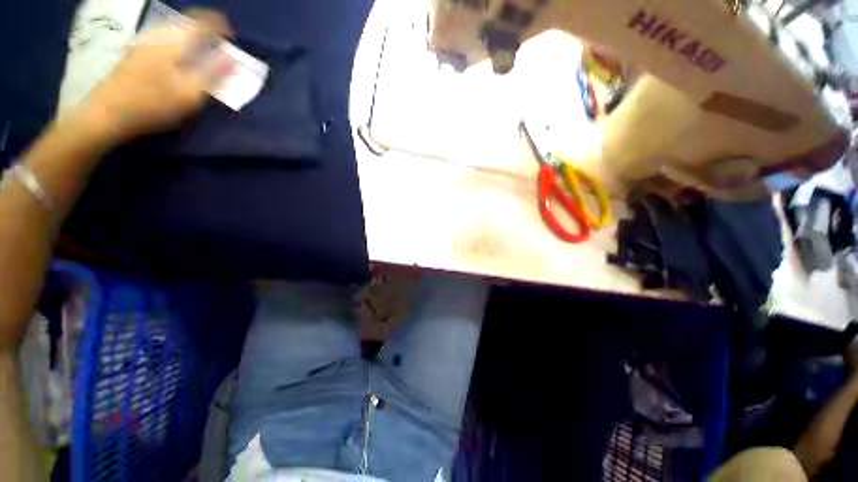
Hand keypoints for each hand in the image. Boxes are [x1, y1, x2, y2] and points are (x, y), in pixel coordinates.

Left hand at [81, 10, 233, 143]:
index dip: (220, 26)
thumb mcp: (190, 93)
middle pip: (188, 21)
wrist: (108, 111)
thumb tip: (233, 59)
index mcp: (175, 41)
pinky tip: (180, 56)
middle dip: (206, 30)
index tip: (231, 37)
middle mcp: (159, 33)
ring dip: (192, 36)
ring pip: (175, 28)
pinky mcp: (136, 49)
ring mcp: (145, 40)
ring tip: (202, 51)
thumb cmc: (153, 104)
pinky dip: (179, 42)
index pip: (203, 22)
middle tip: (219, 45)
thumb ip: (214, 73)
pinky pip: (165, 36)